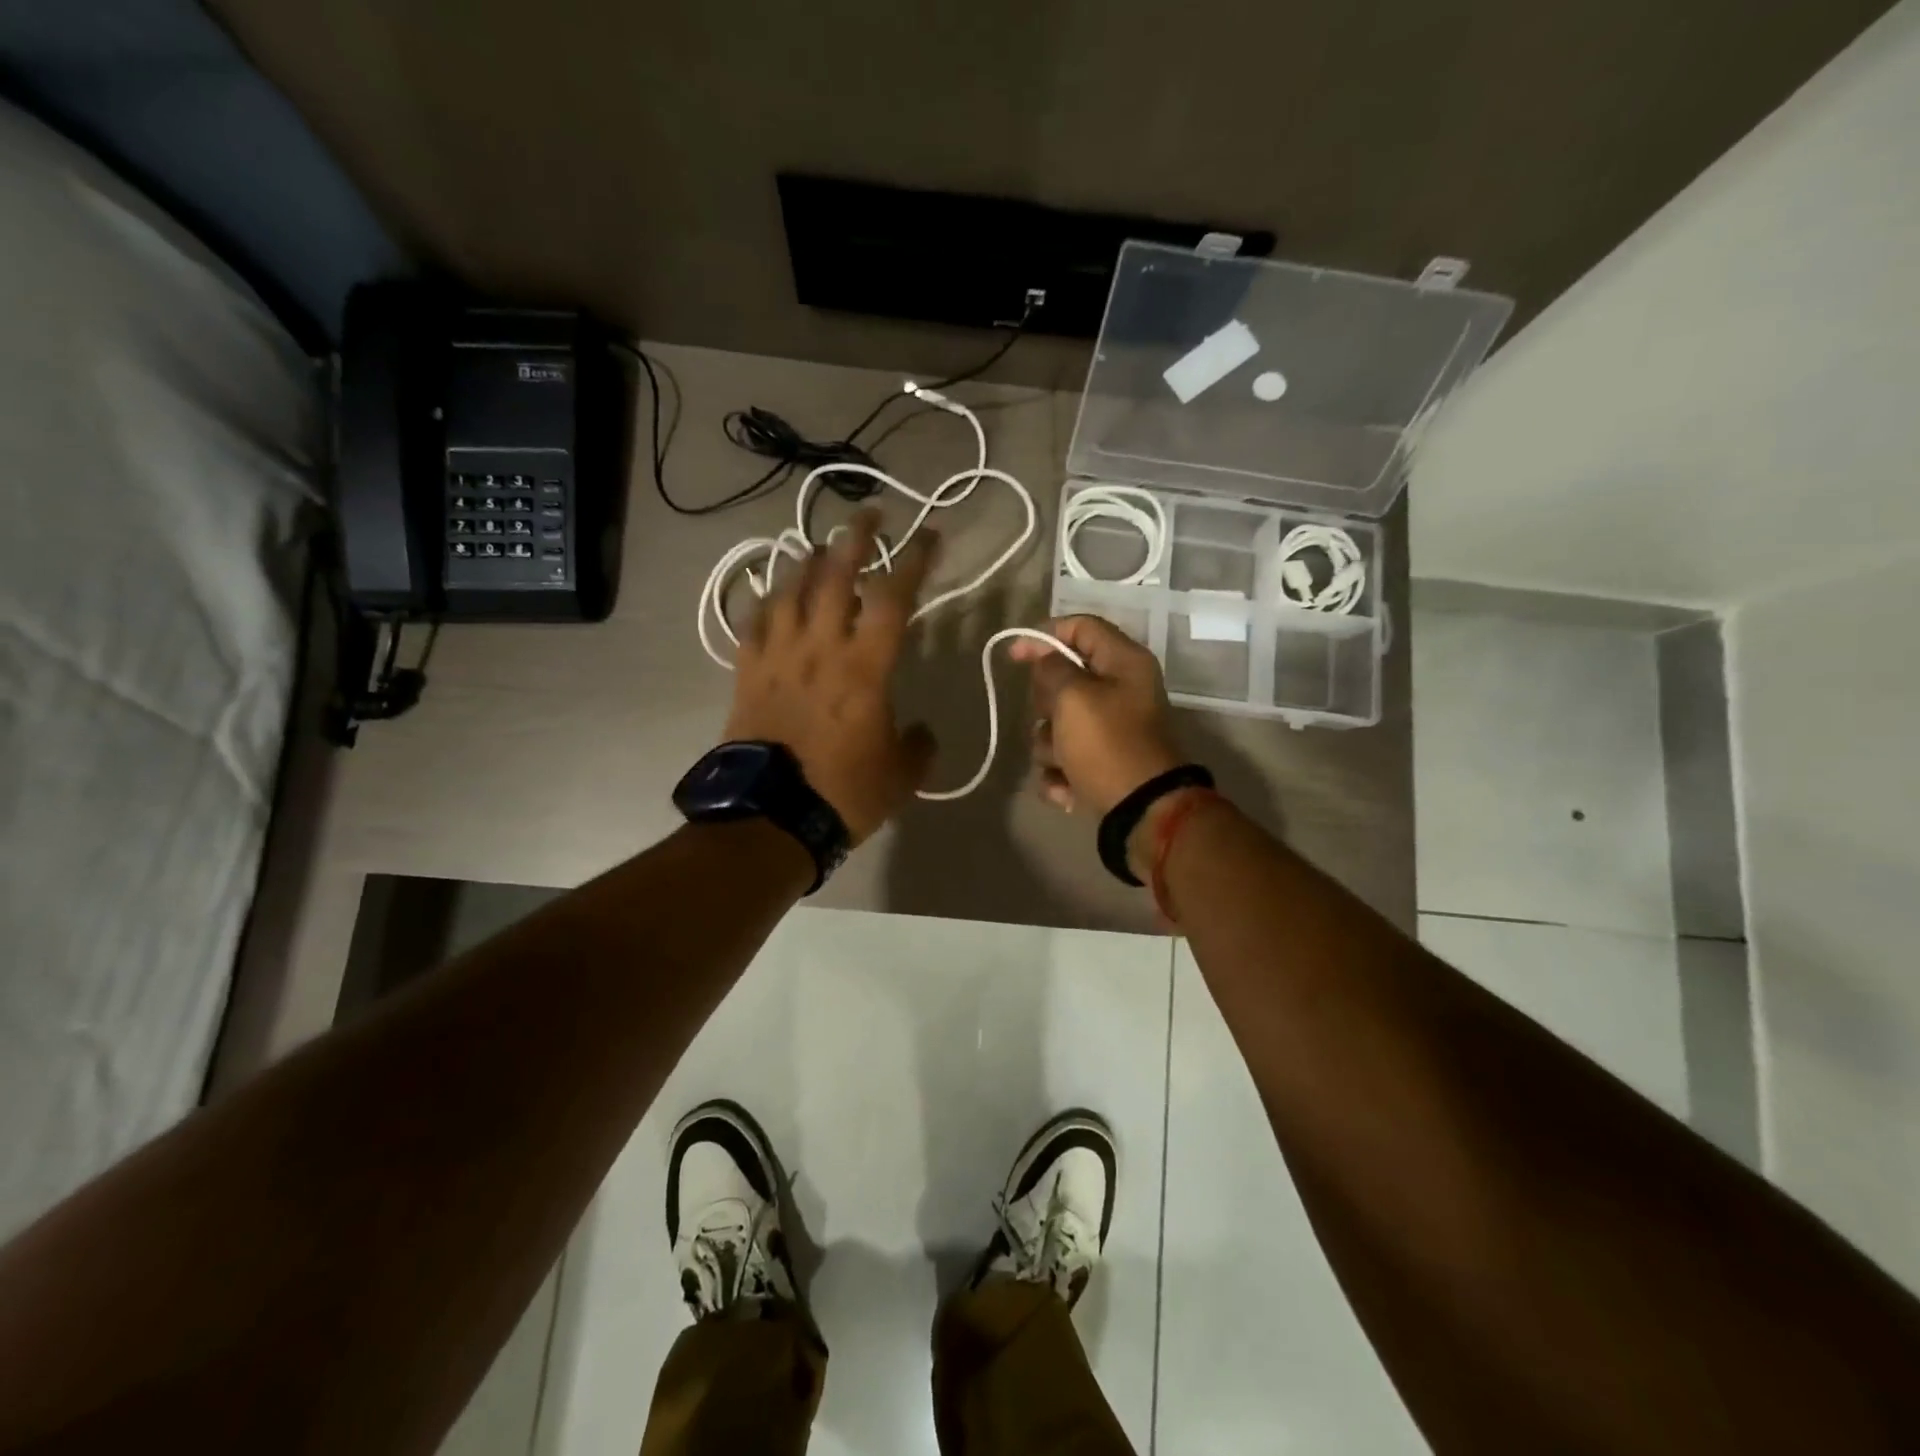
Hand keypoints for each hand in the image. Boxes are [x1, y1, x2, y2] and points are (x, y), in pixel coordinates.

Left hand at [724, 510, 937, 843]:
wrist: (770, 817)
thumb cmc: (843, 793)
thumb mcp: (901, 775)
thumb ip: (919, 745)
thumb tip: (921, 731)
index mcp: (865, 667)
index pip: (894, 598)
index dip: (914, 560)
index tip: (929, 535)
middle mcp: (821, 648)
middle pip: (835, 577)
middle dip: (856, 540)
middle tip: (868, 515)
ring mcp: (778, 656)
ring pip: (791, 591)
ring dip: (808, 562)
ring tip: (820, 546)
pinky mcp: (747, 673)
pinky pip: (754, 623)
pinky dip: (765, 600)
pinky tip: (772, 592)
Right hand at [1008, 615, 1182, 819]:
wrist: (1141, 811)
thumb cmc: (1108, 744)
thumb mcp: (1074, 697)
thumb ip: (1052, 669)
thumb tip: (1045, 660)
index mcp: (1124, 662)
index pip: (1080, 627)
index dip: (1043, 635)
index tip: (1014, 656)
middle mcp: (1121, 690)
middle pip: (1064, 680)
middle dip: (1046, 704)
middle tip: (1050, 717)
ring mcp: (1111, 729)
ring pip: (1058, 723)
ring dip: (1050, 745)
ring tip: (1062, 762)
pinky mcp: (1102, 762)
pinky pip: (1065, 757)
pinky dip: (1061, 773)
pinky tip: (1067, 788)